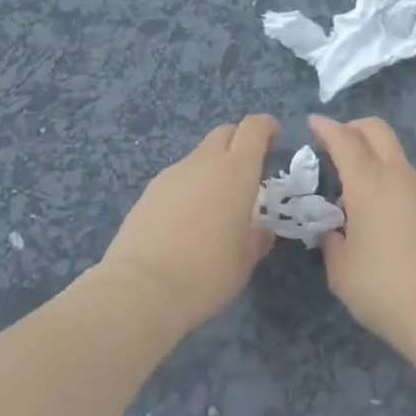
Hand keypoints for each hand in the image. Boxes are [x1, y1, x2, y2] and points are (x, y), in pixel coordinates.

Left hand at [99, 115, 278, 339]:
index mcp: (236, 172)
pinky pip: (179, 176)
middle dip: (240, 143)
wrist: (141, 289)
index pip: (254, 127)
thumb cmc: (206, 274)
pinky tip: (186, 221)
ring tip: (214, 206)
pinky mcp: (150, 189)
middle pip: (225, 133)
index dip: (266, 127)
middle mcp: (205, 162)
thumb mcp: (244, 262)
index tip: (274, 139)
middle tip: (247, 173)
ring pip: (200, 155)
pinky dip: (190, 186)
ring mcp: (174, 173)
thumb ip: (257, 238)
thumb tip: (260, 230)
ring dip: (213, 168)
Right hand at [311, 114, 415, 350]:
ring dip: (372, 154)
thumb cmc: (383, 287)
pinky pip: (405, 176)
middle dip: (353, 127)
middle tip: (334, 143)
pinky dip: (386, 176)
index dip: (326, 127)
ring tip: (352, 187)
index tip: (312, 123)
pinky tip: (376, 210)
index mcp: (367, 182)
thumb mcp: (340, 269)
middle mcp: (396, 175)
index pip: (344, 139)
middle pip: (377, 130)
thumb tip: (332, 229)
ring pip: (394, 152)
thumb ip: (331, 240)